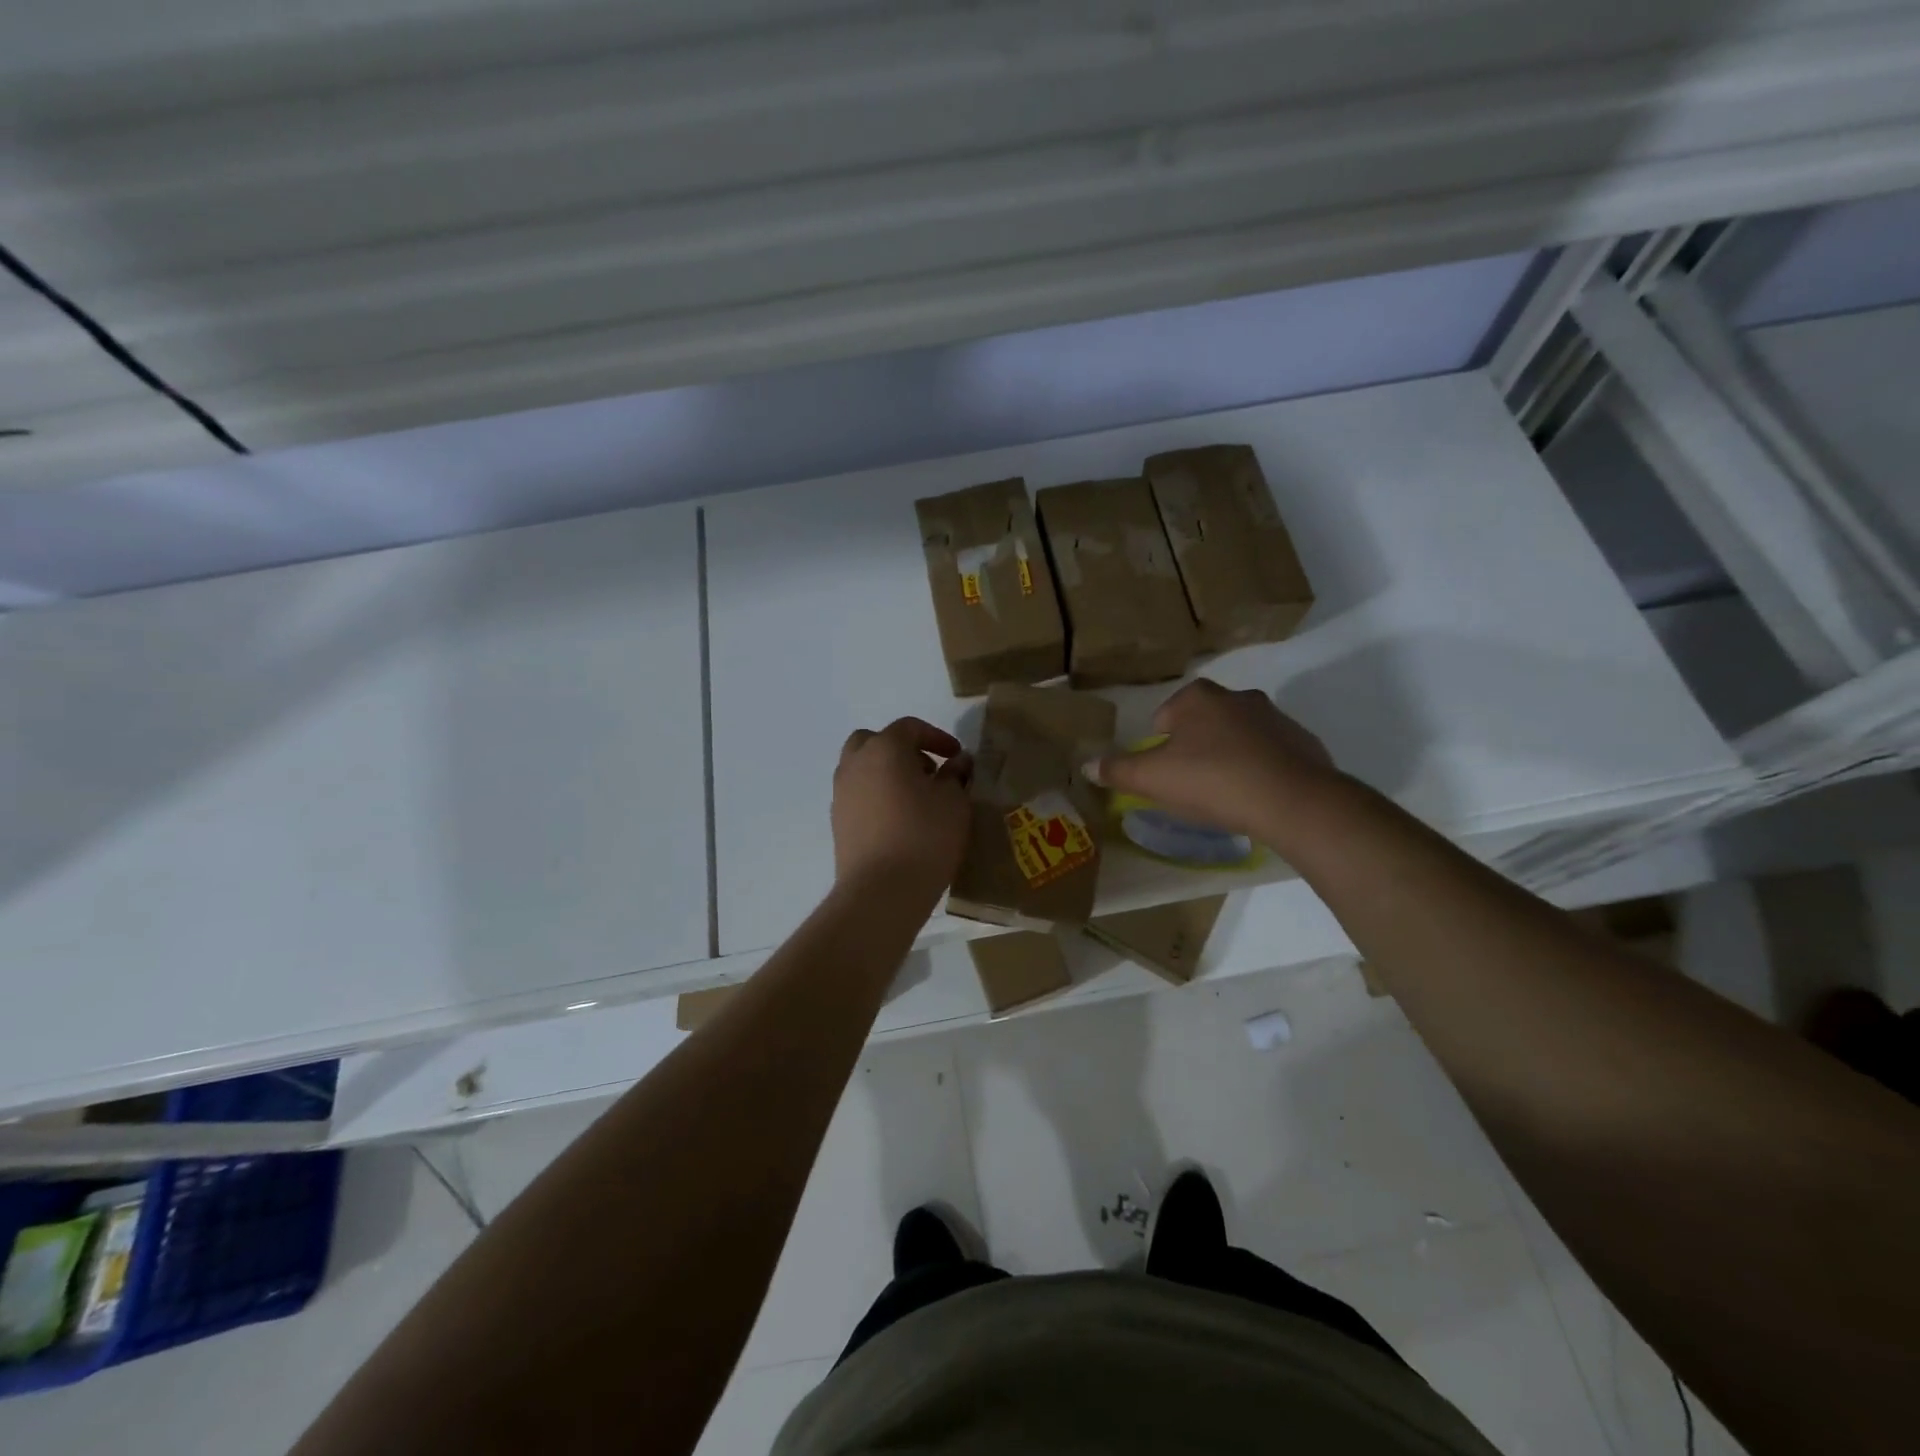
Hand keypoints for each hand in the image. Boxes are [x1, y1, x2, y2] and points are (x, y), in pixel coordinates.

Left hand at [832, 718, 972, 900]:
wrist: (881, 891)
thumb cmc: (925, 836)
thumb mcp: (954, 802)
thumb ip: (955, 775)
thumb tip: (958, 762)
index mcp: (884, 749)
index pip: (909, 727)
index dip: (937, 737)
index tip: (956, 756)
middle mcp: (855, 764)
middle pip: (874, 741)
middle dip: (902, 749)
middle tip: (928, 771)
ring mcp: (841, 794)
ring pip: (862, 769)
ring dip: (886, 773)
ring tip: (915, 798)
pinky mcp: (838, 823)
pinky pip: (858, 796)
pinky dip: (876, 797)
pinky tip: (899, 821)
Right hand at [1089, 679, 1336, 839]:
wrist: (1293, 801)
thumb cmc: (1213, 781)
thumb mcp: (1153, 779)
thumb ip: (1118, 770)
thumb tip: (1086, 765)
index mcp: (1198, 698)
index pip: (1165, 715)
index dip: (1159, 745)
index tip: (1165, 773)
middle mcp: (1237, 697)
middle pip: (1203, 723)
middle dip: (1194, 748)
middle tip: (1191, 784)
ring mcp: (1275, 717)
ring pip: (1238, 736)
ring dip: (1228, 756)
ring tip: (1225, 794)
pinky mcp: (1304, 742)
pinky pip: (1270, 753)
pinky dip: (1260, 769)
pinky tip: (1256, 797)